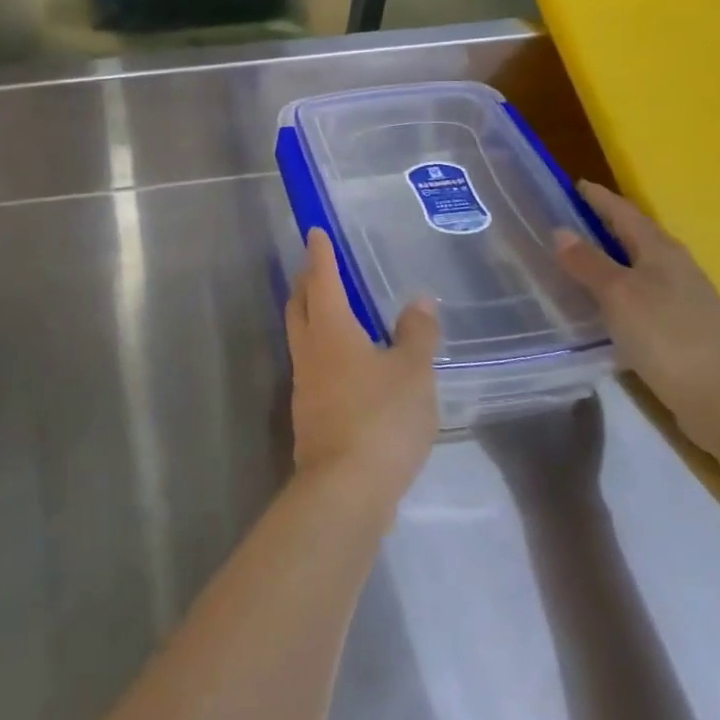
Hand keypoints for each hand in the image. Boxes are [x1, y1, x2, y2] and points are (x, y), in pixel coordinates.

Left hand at [285, 229, 439, 504]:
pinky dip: (321, 347)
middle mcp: (309, 350)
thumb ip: (417, 334)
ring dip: (310, 314)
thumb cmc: (381, 418)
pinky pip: (311, 364)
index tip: (314, 232)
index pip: (322, 280)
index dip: (320, 255)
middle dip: (306, 280)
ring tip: (330, 307)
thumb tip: (419, 300)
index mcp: (330, 330)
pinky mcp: (309, 412)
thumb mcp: (413, 372)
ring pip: (301, 334)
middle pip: (300, 305)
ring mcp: (304, 383)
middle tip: (317, 265)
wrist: (346, 487)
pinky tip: (343, 360)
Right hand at [554, 182, 719, 456]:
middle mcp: (676, 267)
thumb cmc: (665, 336)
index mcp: (661, 251)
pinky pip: (642, 291)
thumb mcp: (617, 295)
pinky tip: (604, 300)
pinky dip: (619, 285)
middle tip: (569, 219)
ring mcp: (683, 297)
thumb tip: (561, 230)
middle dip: (605, 224)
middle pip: (636, 236)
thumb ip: (588, 262)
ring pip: (640, 265)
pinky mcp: (682, 326)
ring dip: (612, 256)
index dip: (600, 198)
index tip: (575, 185)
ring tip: (579, 258)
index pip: (625, 213)